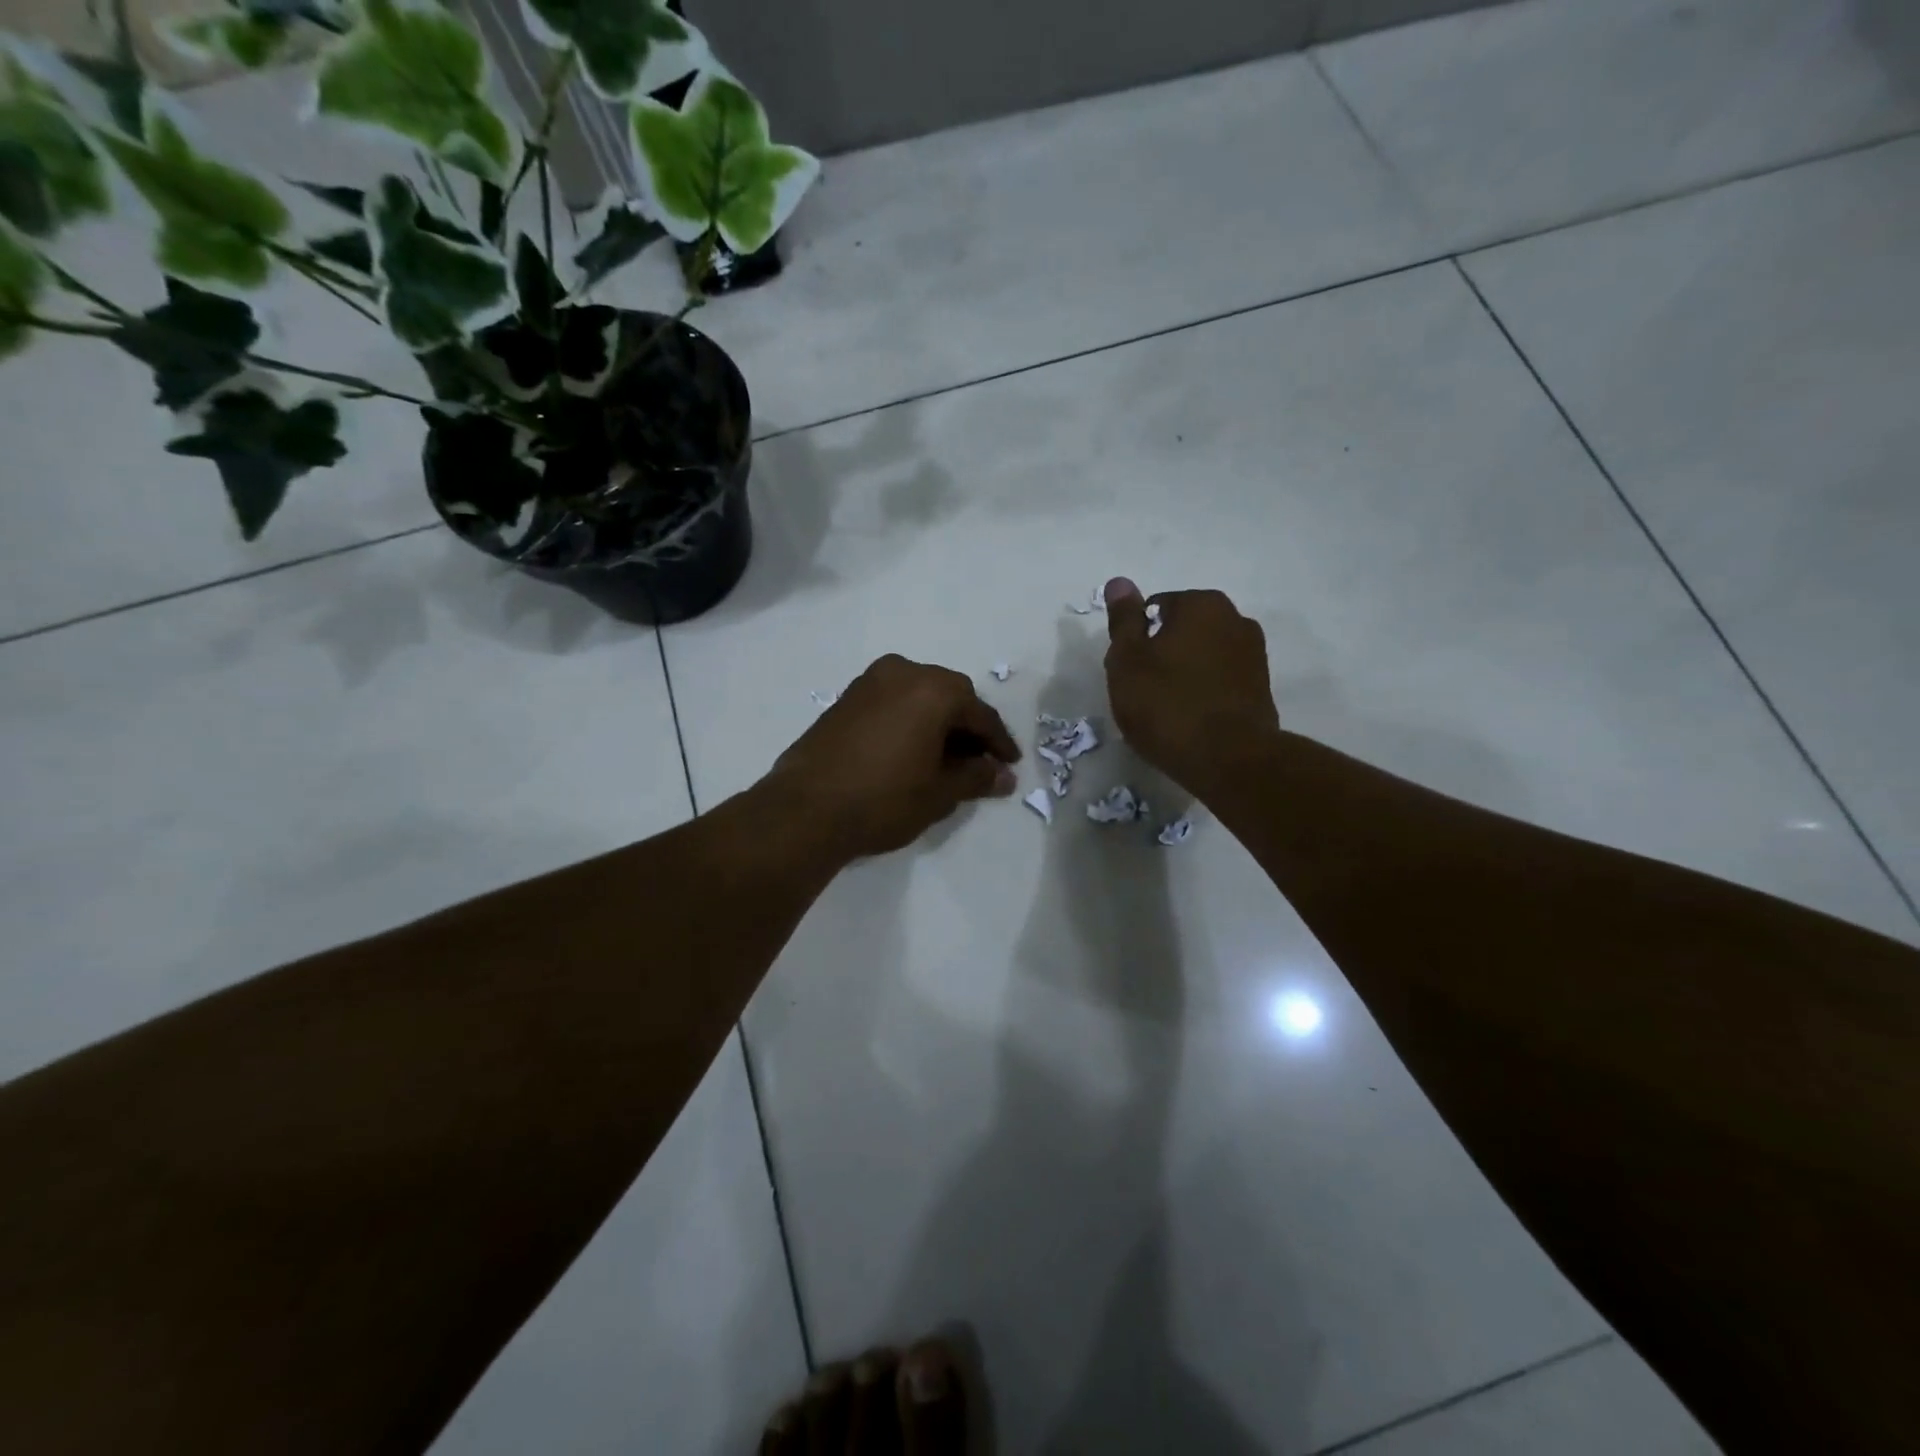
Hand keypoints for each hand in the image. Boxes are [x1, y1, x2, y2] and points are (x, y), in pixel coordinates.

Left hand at [764, 655, 1021, 859]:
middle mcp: (902, 672)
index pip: (979, 714)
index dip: (998, 742)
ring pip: (918, 697)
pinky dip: (909, 721)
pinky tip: (911, 752)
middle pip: (949, 696)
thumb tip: (1003, 775)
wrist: (806, 809)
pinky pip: (892, 703)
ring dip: (937, 723)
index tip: (1009, 764)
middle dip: (967, 728)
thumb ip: (976, 777)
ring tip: (945, 759)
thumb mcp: (939, 792)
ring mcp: (868, 682)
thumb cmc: (884, 798)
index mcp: (933, 689)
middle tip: (978, 761)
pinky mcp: (845, 699)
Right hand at [1103, 578, 1280, 797]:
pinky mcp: (1262, 688)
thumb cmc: (1167, 704)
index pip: (1155, 608)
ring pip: (1203, 656)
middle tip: (1144, 691)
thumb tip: (1119, 582)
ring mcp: (1254, 654)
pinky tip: (1191, 719)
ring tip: (1168, 709)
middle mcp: (1235, 619)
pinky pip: (1221, 681)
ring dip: (1185, 673)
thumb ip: (1123, 620)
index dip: (1136, 640)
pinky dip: (1205, 692)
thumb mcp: (1128, 661)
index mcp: (1201, 604)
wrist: (1227, 759)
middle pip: (1182, 630)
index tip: (1129, 671)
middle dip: (1163, 653)